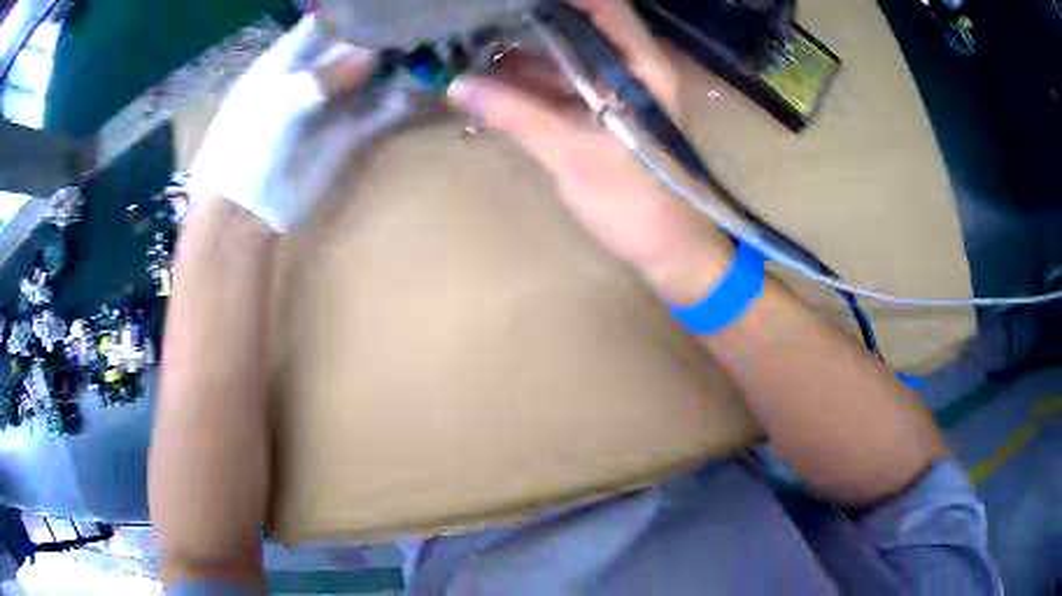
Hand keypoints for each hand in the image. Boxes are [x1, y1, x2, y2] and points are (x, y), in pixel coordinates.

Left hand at [191, 16, 419, 231]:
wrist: (243, 214)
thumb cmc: (244, 150)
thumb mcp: (276, 105)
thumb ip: (320, 78)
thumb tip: (370, 55)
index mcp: (289, 59)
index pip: (327, 24)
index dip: (357, 12)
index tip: (392, 5)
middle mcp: (317, 76)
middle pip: (359, 46)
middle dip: (391, 35)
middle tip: (428, 23)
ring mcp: (337, 105)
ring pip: (379, 77)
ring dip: (407, 66)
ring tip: (443, 50)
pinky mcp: (353, 135)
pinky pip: (387, 112)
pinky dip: (409, 102)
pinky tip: (434, 90)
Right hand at [447, 0, 731, 303]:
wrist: (666, 248)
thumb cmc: (635, 202)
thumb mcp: (574, 155)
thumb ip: (517, 116)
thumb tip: (457, 87)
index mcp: (642, 68)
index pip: (605, 7)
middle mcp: (631, 68)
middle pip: (579, 25)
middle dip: (530, 17)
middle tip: (481, 16)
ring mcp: (614, 89)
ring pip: (565, 53)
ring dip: (522, 48)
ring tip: (473, 41)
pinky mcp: (600, 111)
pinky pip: (560, 83)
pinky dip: (527, 79)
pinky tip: (489, 77)